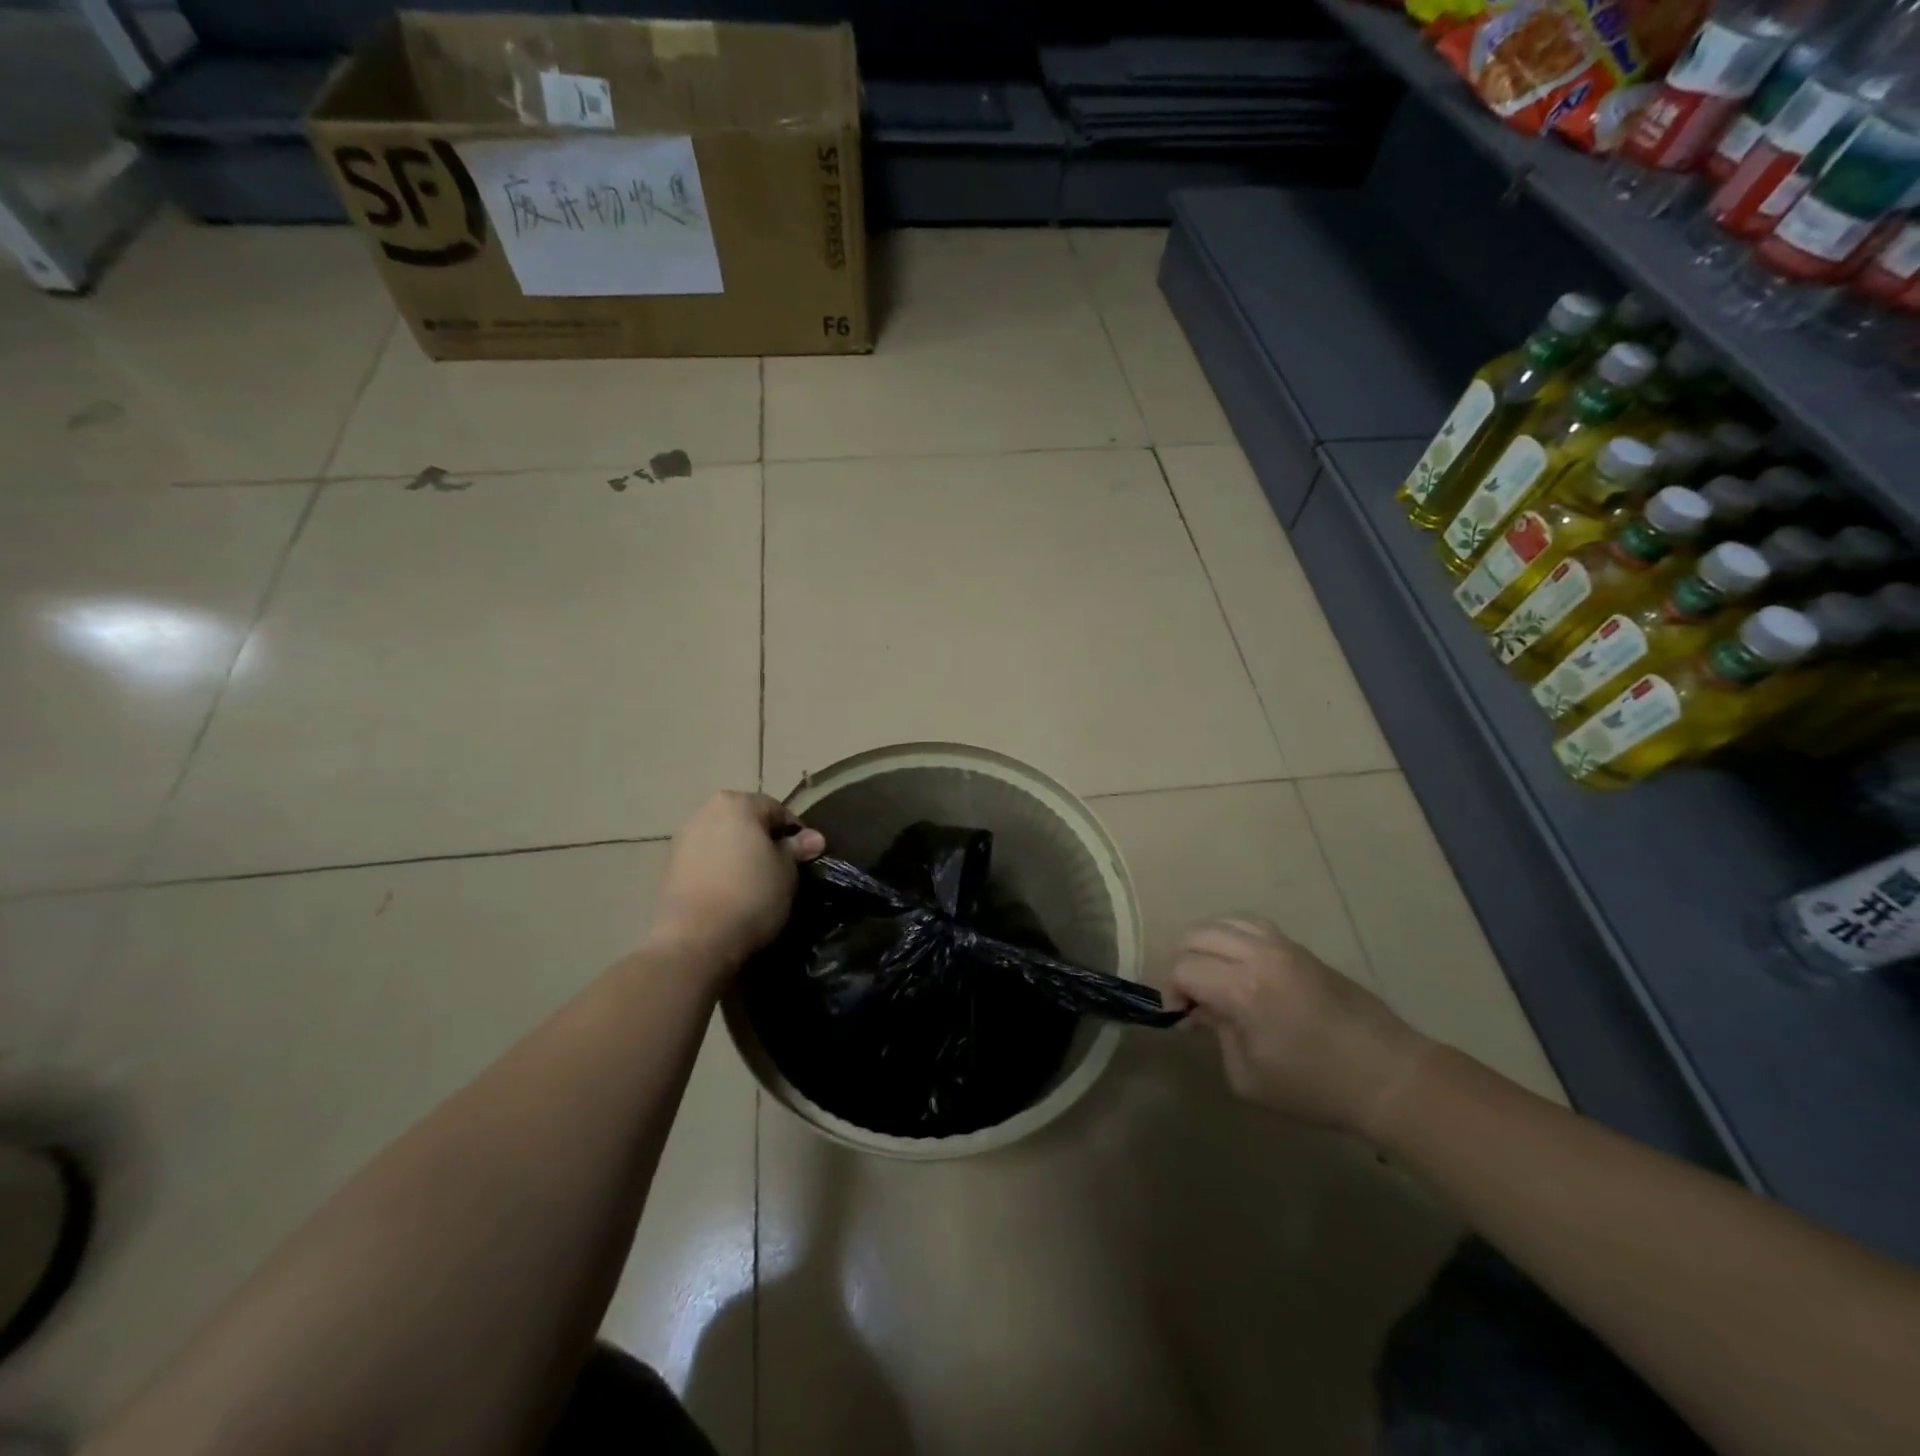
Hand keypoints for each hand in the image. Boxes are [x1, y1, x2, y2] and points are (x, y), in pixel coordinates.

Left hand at [649, 792, 825, 975]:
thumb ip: (797, 849)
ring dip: (740, 856)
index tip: (806, 859)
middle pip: (745, 822)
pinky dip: (720, 871)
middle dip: (764, 842)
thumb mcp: (786, 871)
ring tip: (756, 885)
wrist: (695, 939)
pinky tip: (731, 894)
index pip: (777, 810)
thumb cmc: (751, 894)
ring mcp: (682, 839)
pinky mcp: (668, 867)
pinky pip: (705, 861)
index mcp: (737, 803)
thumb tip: (814, 838)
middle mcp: (705, 812)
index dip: (796, 834)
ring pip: (723, 841)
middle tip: (782, 871)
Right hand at [1170, 918, 1432, 1135]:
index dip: (1173, 991)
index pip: (1184, 967)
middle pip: (1198, 935)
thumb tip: (1202, 1009)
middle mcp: (1259, 955)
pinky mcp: (1301, 948)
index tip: (1183, 1017)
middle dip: (1185, 962)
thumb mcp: (1248, 1078)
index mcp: (1243, 989)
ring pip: (1225, 922)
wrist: (1388, 1076)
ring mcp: (1283, 946)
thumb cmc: (1315, 1088)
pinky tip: (1239, 964)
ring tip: (1214, 975)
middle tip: (1195, 996)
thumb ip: (1216, 1035)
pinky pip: (1253, 925)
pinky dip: (1234, 937)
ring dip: (1208, 945)